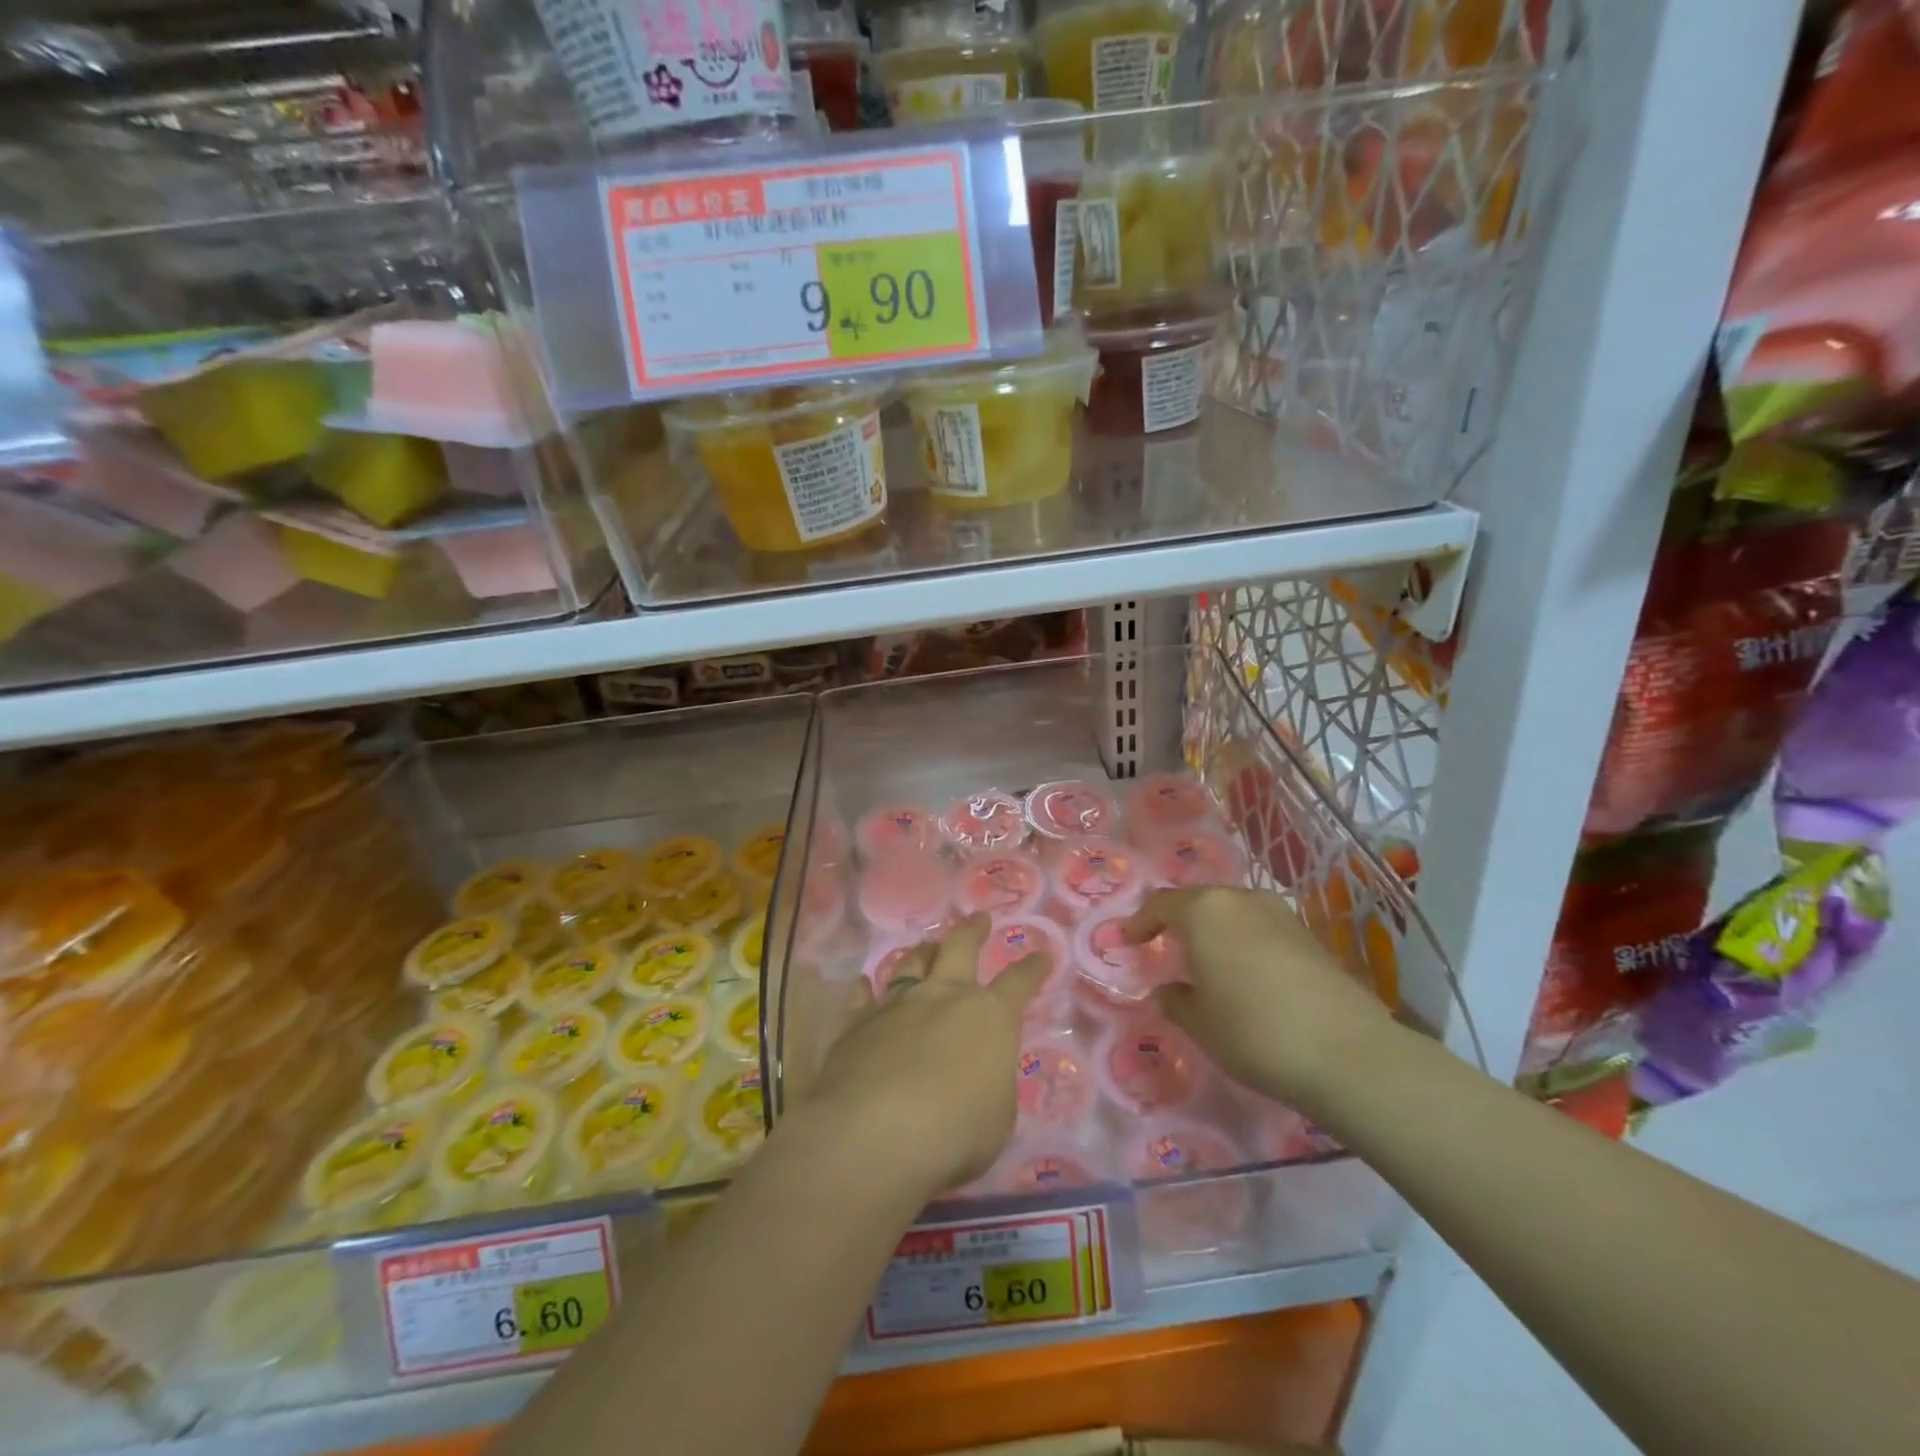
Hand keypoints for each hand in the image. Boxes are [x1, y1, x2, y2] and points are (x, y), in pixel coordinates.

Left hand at [799, 914, 1046, 1198]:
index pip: (1018, 983)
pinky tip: (863, 983)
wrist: (874, 1132)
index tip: (1042, 953)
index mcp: (989, 1017)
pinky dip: (865, 988)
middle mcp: (943, 996)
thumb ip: (992, 1085)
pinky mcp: (857, 1023)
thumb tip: (981, 1073)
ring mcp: (897, 1004)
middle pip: (960, 948)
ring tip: (927, 945)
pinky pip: (862, 996)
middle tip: (979, 919)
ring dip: (923, 951)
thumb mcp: (998, 1118)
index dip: (1033, 968)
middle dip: (973, 931)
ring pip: (912, 963)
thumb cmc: (954, 1132)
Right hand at [1125, 886, 1393, 1110]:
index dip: (1139, 922)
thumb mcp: (1199, 1022)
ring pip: (1232, 913)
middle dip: (1177, 922)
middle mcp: (1240, 900)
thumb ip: (1175, 1000)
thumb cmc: (1253, 1031)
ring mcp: (1279, 914)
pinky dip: (1242, 942)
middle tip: (1164, 947)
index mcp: (1204, 911)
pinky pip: (1259, 928)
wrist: (1347, 1052)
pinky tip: (1245, 973)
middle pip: (1198, 902)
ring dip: (1213, 931)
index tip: (1127, 940)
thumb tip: (1168, 991)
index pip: (1160, 904)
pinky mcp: (1309, 935)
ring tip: (1204, 960)